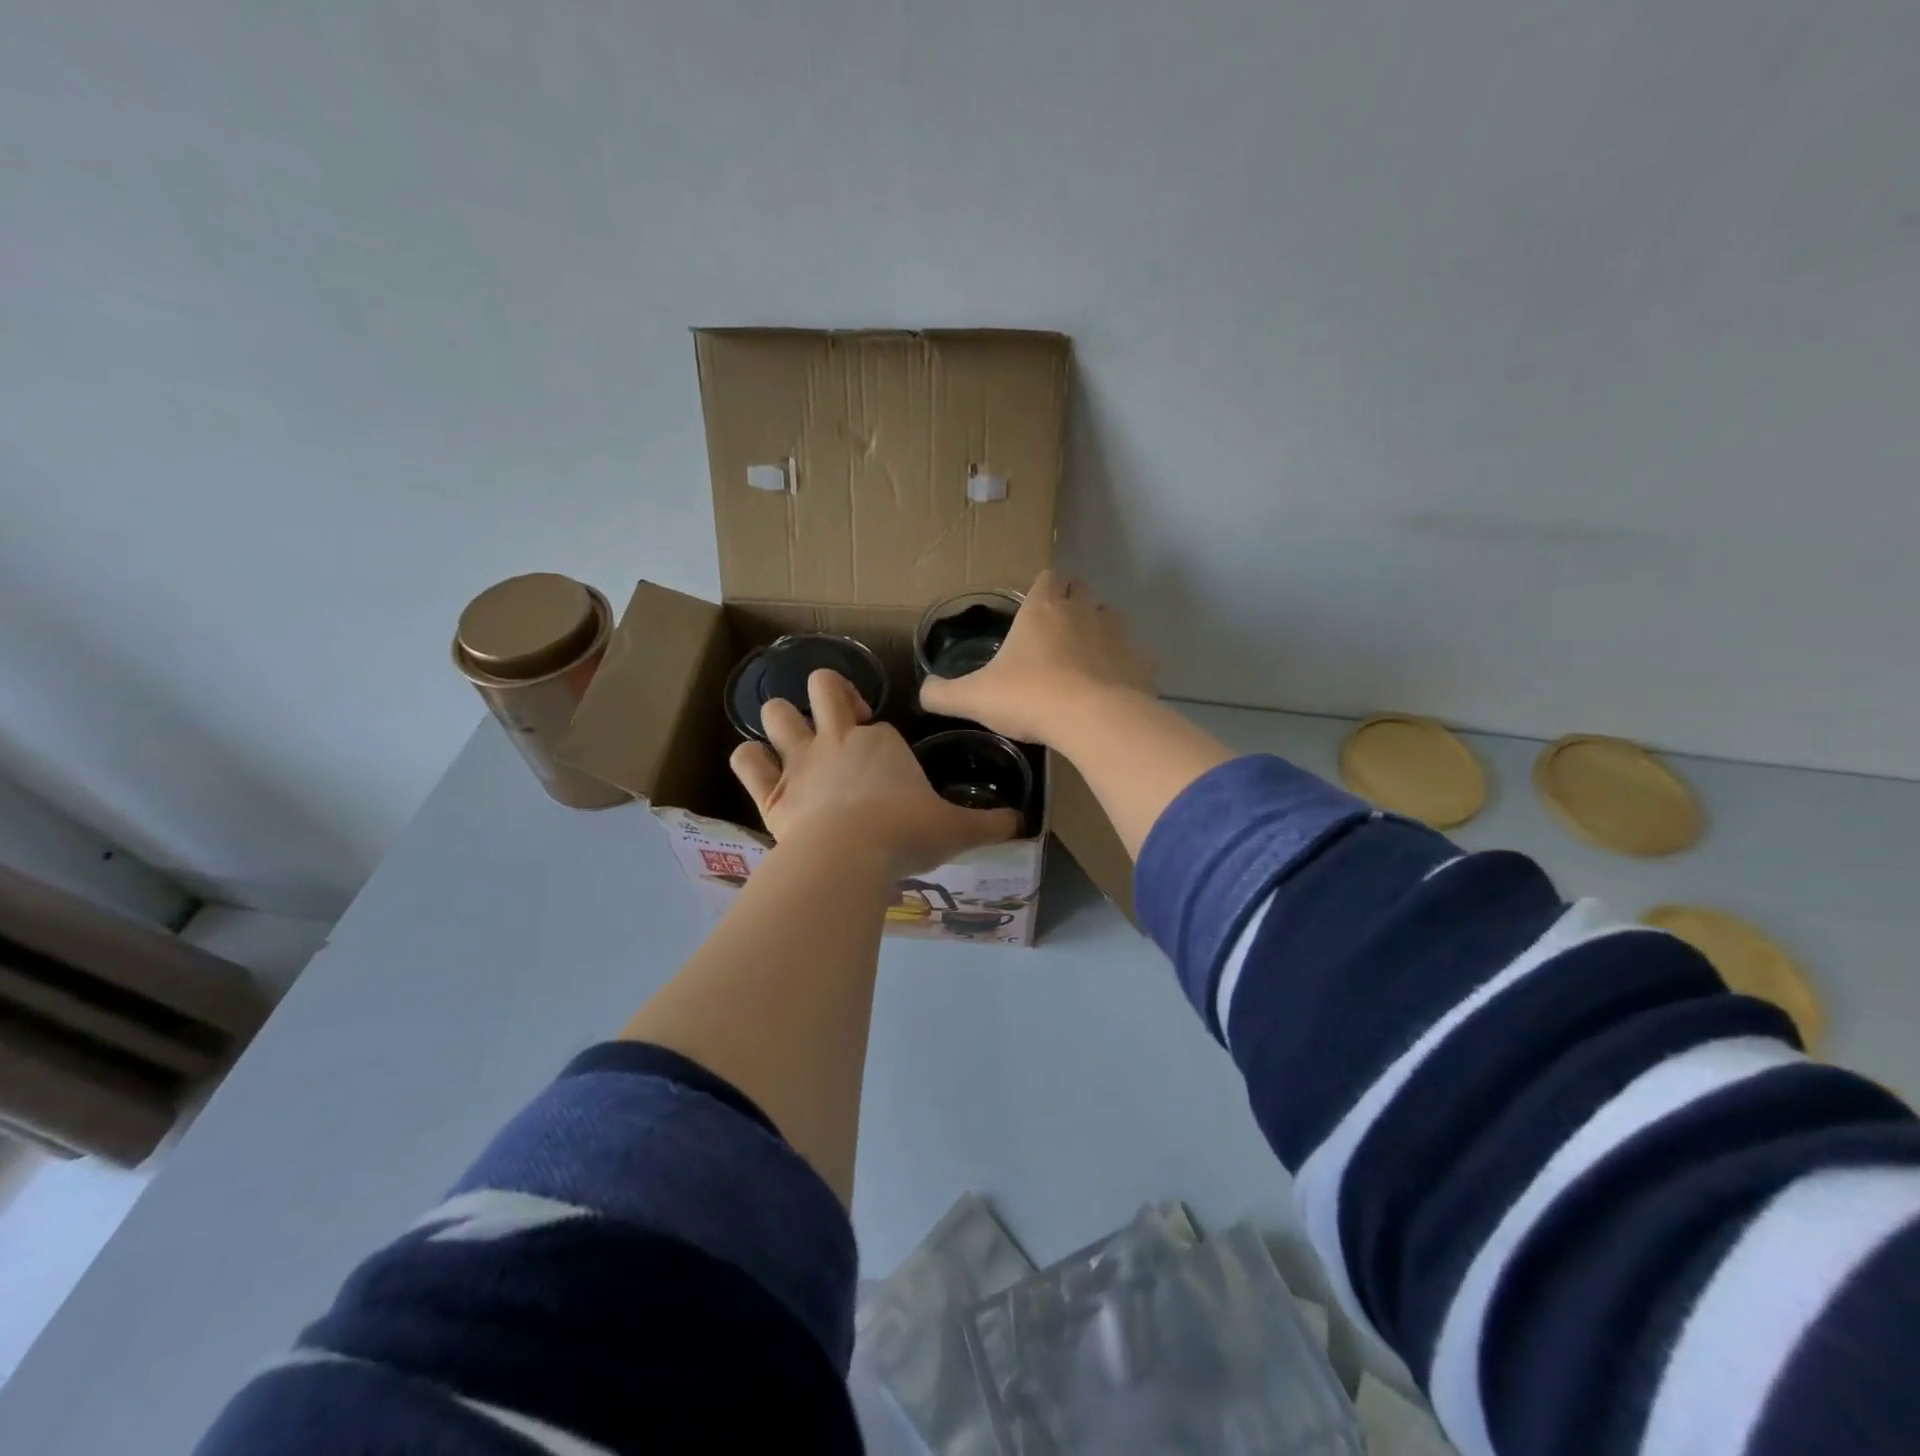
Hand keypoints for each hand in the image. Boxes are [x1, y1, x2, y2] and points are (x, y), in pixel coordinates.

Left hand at [730, 669, 1021, 875]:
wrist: (851, 856)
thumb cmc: (907, 834)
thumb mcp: (957, 829)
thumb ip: (989, 824)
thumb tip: (1023, 824)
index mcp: (881, 742)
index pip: (878, 722)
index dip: (880, 734)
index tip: (889, 763)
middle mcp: (836, 740)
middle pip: (822, 688)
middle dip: (829, 695)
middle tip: (841, 722)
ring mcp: (799, 762)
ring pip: (775, 713)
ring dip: (782, 720)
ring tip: (795, 740)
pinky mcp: (770, 792)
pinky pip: (746, 760)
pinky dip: (751, 760)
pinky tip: (762, 770)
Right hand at [919, 570, 1154, 746]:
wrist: (1091, 720)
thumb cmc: (1029, 697)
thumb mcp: (975, 698)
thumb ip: (944, 694)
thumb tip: (923, 693)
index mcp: (1043, 610)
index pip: (1047, 578)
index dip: (1043, 588)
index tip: (1035, 607)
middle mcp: (1082, 612)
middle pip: (1082, 591)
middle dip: (1072, 603)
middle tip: (1056, 633)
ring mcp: (1117, 636)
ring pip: (1112, 618)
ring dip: (1100, 630)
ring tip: (1085, 659)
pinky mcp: (1141, 664)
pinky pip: (1135, 657)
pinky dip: (1125, 667)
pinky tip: (1113, 688)